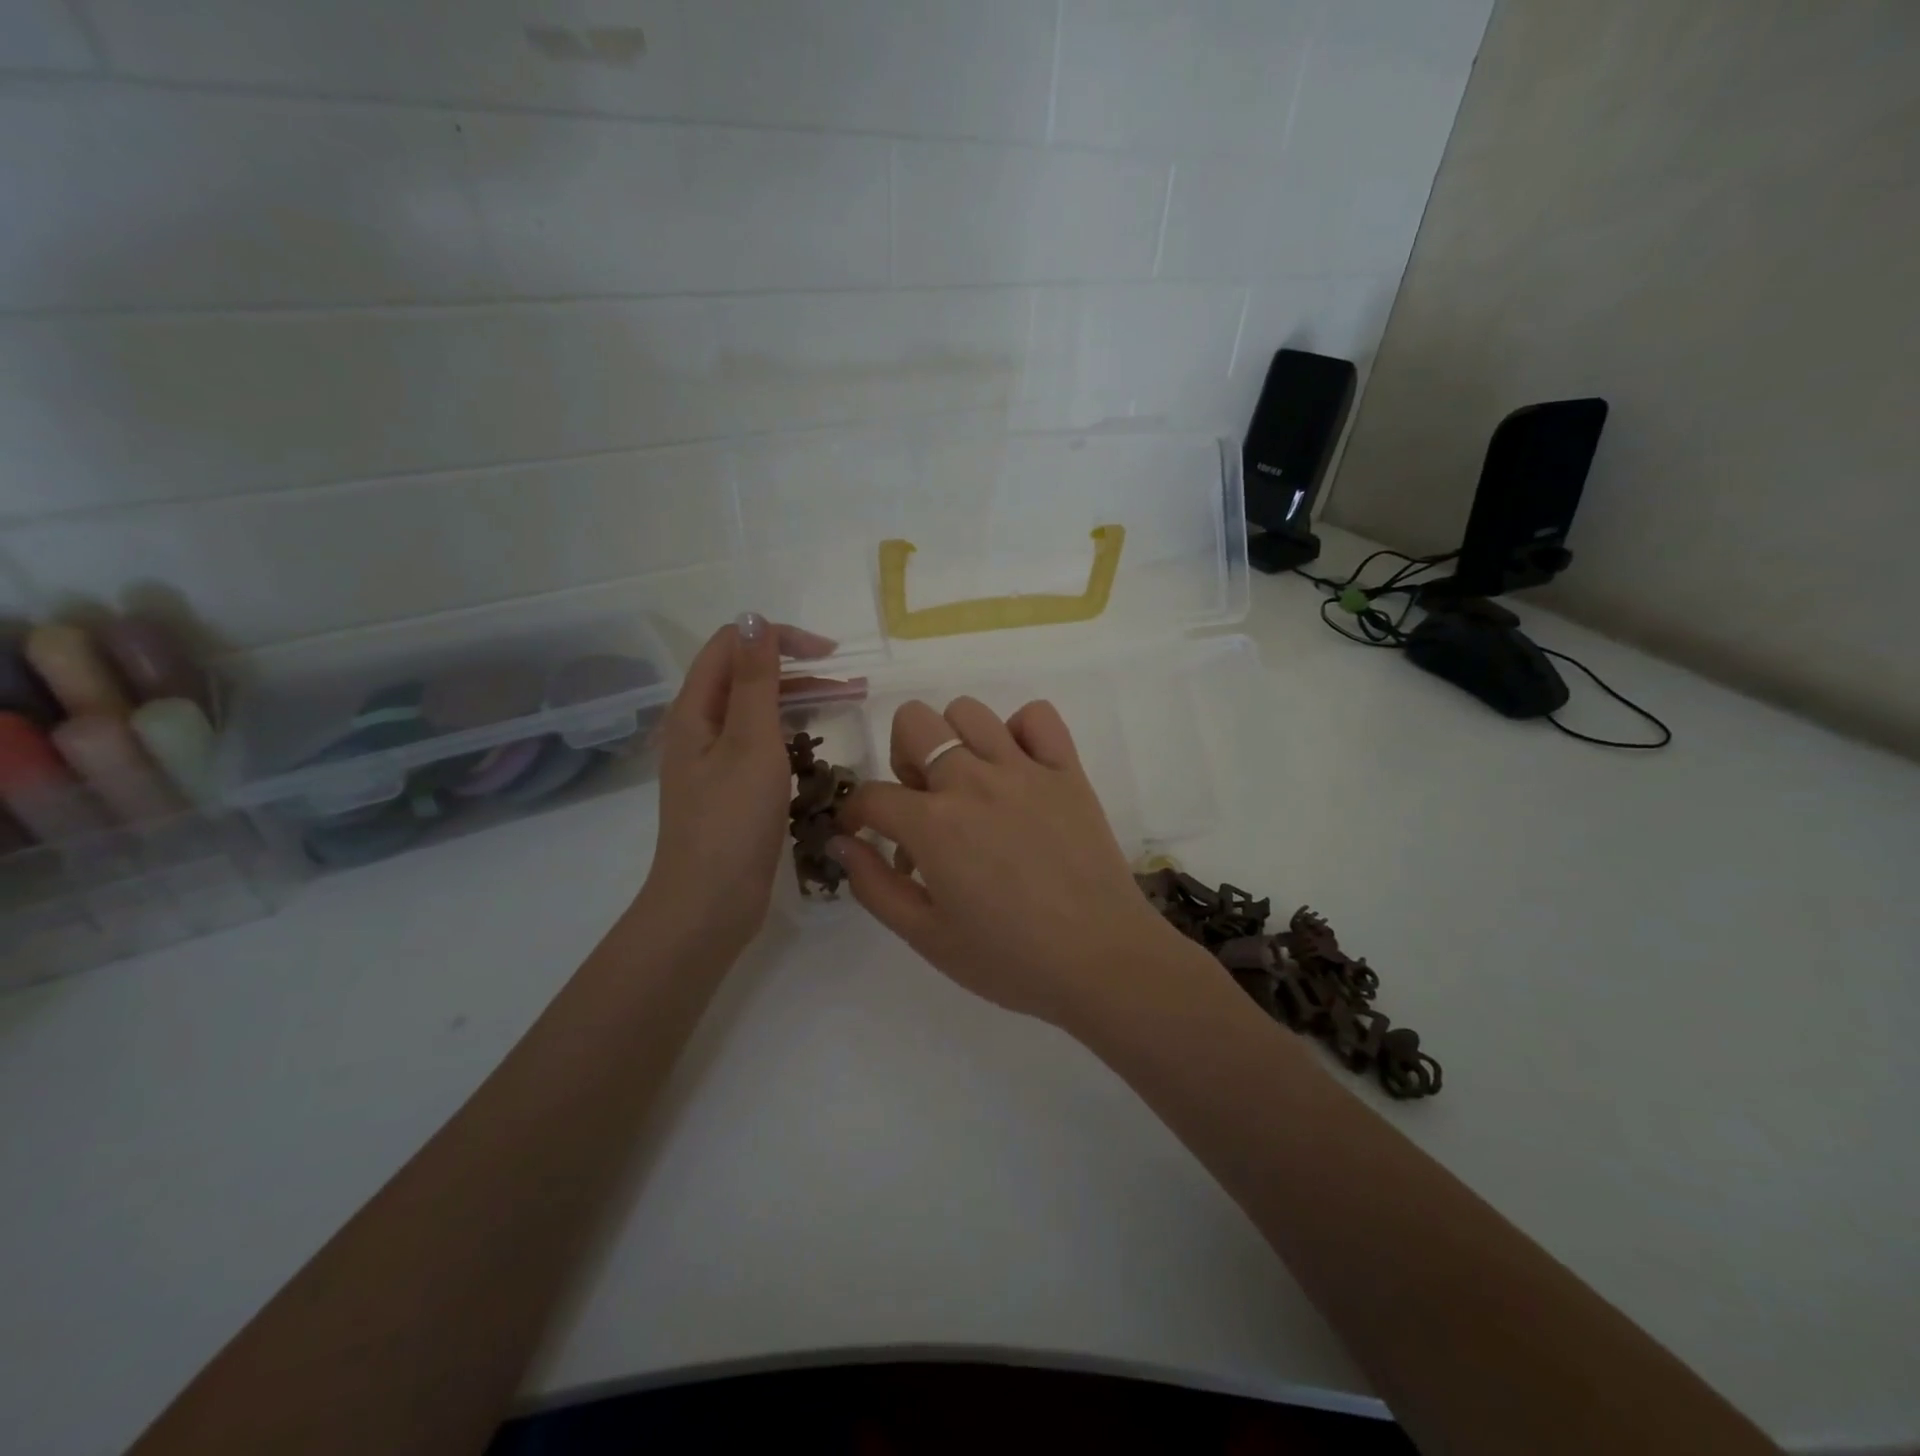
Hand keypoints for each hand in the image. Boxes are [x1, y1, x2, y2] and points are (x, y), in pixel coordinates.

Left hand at [639, 614, 834, 950]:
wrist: (709, 904)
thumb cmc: (731, 820)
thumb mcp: (750, 742)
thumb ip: (755, 680)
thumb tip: (752, 617)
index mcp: (694, 709)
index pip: (732, 645)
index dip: (779, 639)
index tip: (830, 654)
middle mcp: (699, 728)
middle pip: (747, 677)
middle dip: (797, 670)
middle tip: (850, 682)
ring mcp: (714, 760)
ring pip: (758, 711)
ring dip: (800, 700)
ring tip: (848, 703)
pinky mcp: (731, 788)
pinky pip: (762, 744)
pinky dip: (792, 735)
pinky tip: (819, 746)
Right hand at [832, 696, 1202, 1026]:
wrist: (1101, 961)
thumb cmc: (1009, 959)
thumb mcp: (926, 937)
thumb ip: (874, 886)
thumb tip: (841, 841)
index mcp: (933, 824)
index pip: (871, 795)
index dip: (855, 813)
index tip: (862, 831)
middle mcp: (973, 780)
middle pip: (914, 723)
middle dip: (902, 758)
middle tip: (921, 804)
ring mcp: (1024, 769)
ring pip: (968, 710)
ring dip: (954, 740)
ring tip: (968, 784)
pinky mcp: (1068, 770)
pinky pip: (1038, 717)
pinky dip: (1020, 731)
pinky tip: (1018, 768)